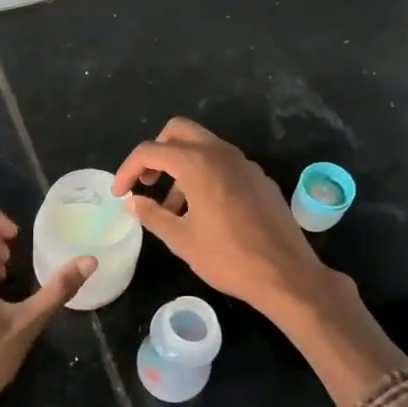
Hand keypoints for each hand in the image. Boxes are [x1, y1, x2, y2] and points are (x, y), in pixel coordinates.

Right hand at [112, 117, 332, 319]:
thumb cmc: (228, 258)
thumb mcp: (181, 240)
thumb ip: (152, 215)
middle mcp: (221, 153)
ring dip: (181, 165)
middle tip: (146, 181)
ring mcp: (244, 163)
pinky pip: (223, 163)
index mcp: (197, 164)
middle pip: (178, 132)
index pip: (151, 151)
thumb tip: (132, 201)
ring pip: (203, 146)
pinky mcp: (259, 178)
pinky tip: (204, 210)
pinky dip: (204, 174)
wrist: (286, 274)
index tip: (120, 193)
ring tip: (173, 207)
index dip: (128, 169)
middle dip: (156, 152)